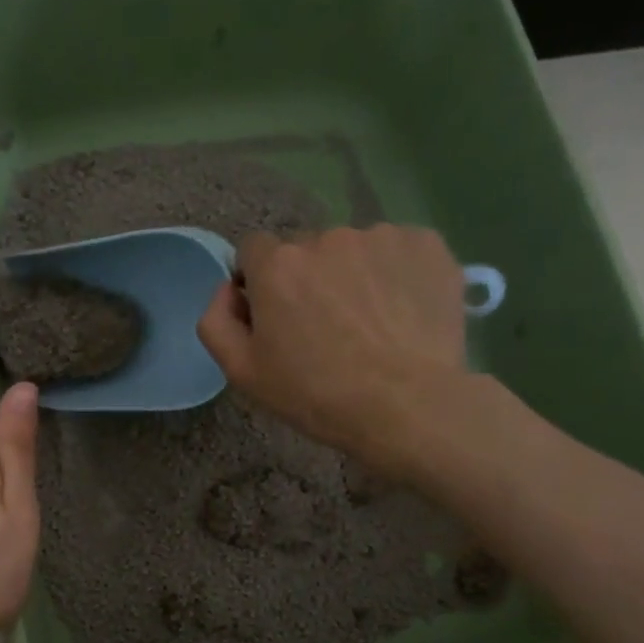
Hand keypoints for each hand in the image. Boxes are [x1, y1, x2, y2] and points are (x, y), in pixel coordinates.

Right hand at [197, 225, 470, 474]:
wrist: (408, 406)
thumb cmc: (316, 394)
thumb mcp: (242, 372)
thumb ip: (216, 321)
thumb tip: (229, 289)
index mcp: (277, 265)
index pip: (253, 250)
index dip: (259, 282)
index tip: (276, 317)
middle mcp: (326, 237)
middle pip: (305, 249)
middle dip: (307, 279)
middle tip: (325, 328)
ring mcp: (381, 236)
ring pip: (353, 250)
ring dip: (352, 275)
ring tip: (370, 323)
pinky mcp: (427, 244)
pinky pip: (398, 251)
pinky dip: (395, 274)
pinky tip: (402, 313)